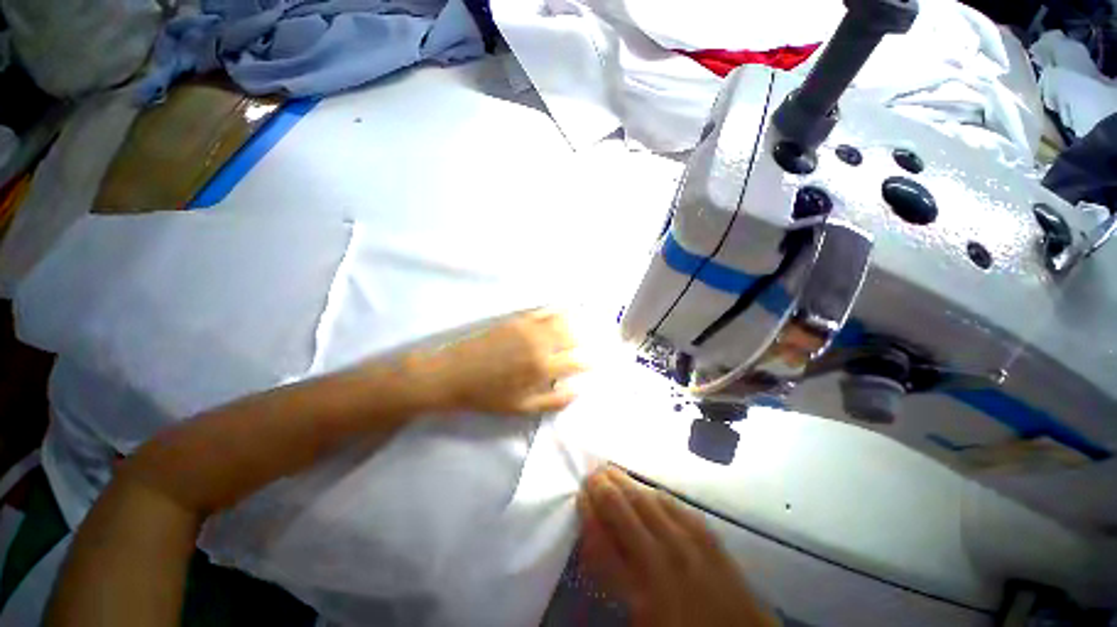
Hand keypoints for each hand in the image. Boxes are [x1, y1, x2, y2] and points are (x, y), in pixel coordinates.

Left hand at [417, 309, 587, 415]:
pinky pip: (542, 311)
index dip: (589, 361)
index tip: (595, 362)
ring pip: (560, 319)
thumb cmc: (487, 396)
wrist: (452, 375)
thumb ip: (553, 401)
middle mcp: (540, 343)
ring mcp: (528, 327)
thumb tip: (577, 391)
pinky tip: (560, 311)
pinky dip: (555, 311)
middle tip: (587, 343)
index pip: (577, 361)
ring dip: (573, 322)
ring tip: (579, 325)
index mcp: (543, 367)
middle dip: (583, 339)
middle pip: (572, 335)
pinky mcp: (516, 319)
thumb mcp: (521, 408)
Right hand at [578, 467, 781, 626]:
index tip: (579, 495)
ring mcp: (689, 543)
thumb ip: (613, 574)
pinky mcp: (709, 536)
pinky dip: (654, 493)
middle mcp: (663, 559)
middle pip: (624, 510)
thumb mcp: (638, 617)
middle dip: (603, 488)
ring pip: (648, 500)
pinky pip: (675, 504)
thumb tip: (595, 536)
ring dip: (626, 483)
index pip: (603, 540)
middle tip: (590, 474)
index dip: (588, 513)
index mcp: (642, 589)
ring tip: (611, 472)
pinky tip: (647, 489)